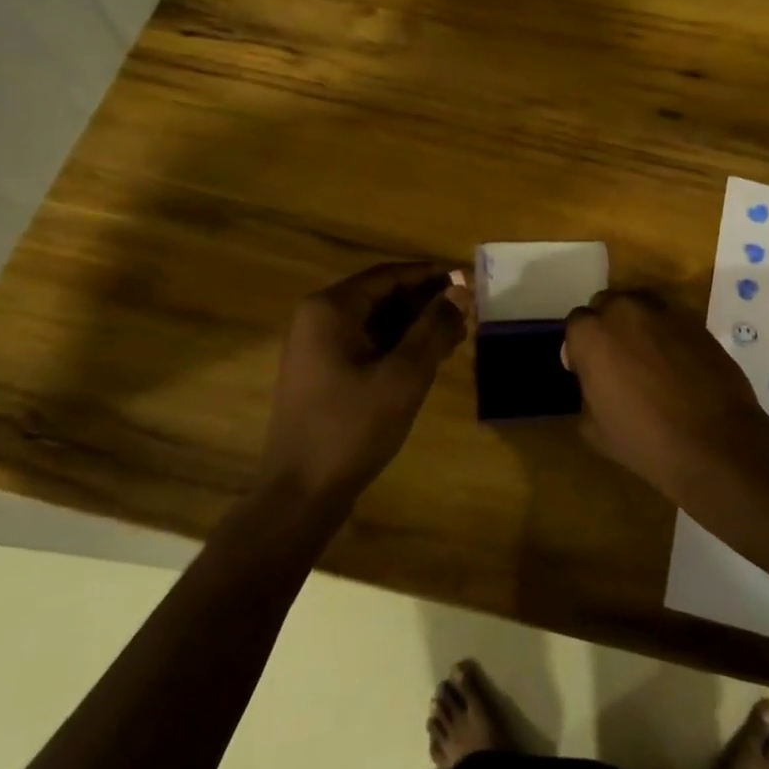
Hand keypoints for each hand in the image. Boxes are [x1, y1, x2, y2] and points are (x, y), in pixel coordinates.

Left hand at [262, 262, 471, 508]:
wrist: (300, 493)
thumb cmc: (352, 427)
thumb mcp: (404, 376)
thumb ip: (434, 328)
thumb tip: (461, 290)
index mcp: (331, 308)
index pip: (389, 275)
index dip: (430, 276)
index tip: (467, 280)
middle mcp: (318, 319)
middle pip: (381, 297)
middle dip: (425, 304)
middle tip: (466, 316)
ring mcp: (316, 347)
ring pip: (375, 323)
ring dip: (414, 327)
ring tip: (455, 339)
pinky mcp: (321, 373)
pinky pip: (365, 345)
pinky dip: (396, 347)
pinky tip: (427, 361)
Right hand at [562, 289, 768, 506]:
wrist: (714, 443)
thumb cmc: (644, 439)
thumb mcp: (592, 428)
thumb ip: (585, 392)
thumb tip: (594, 381)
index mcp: (592, 334)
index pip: (576, 323)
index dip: (579, 347)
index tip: (586, 370)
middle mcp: (625, 311)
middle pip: (607, 305)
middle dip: (607, 326)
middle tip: (616, 360)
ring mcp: (664, 312)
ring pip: (640, 307)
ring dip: (637, 325)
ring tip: (648, 359)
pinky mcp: (696, 322)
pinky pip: (671, 321)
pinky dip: (668, 335)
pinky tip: (677, 365)